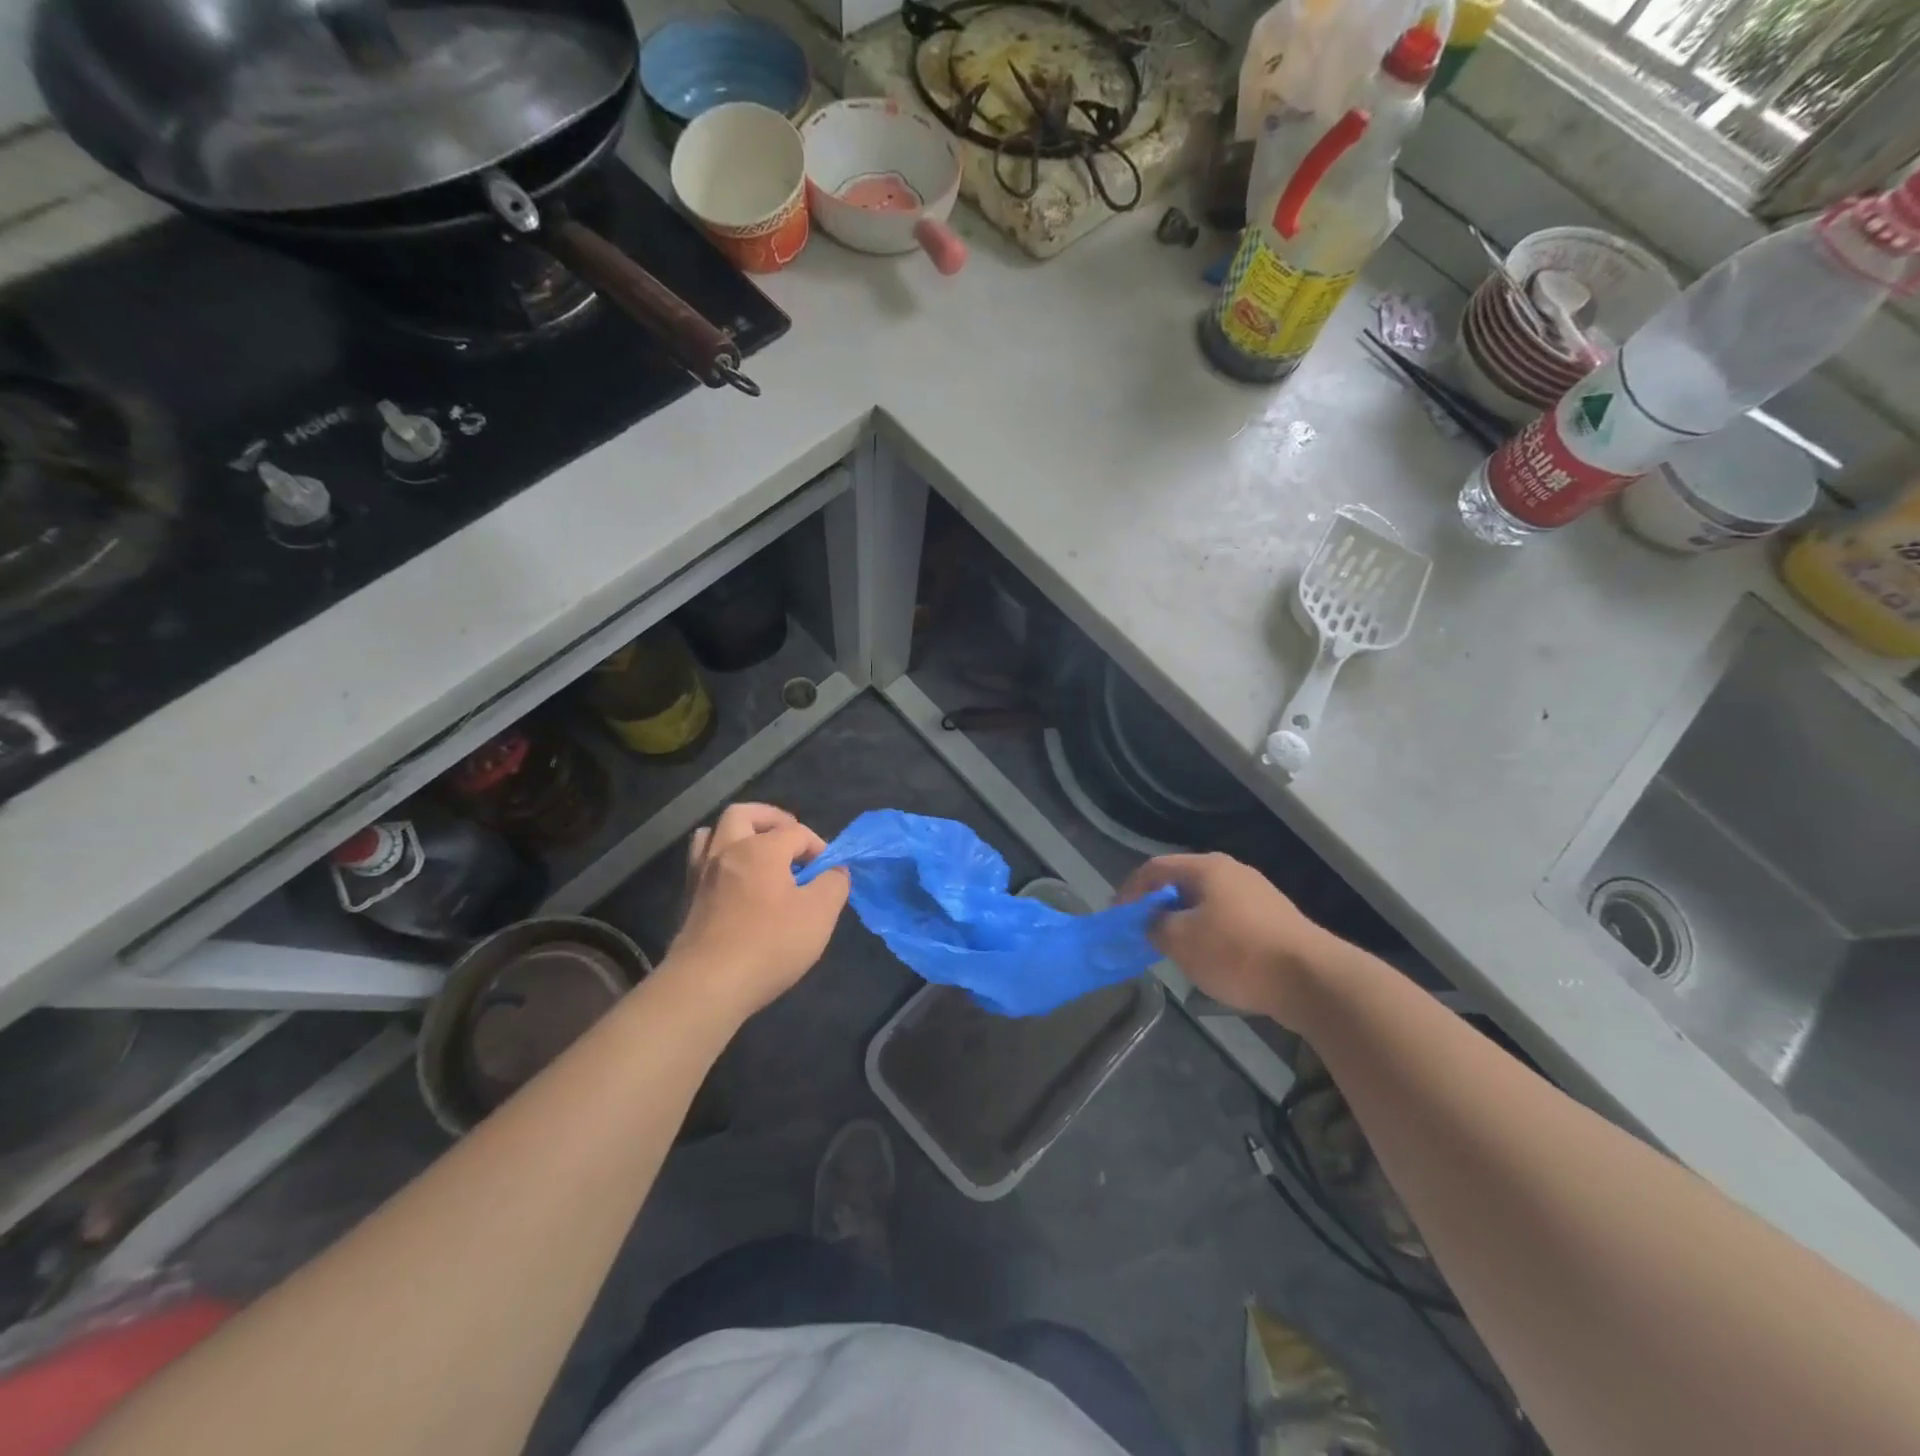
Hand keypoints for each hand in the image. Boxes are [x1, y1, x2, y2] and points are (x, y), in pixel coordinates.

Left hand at [663, 803, 849, 1019]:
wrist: (708, 986)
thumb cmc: (769, 944)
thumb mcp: (819, 914)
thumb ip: (833, 883)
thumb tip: (835, 870)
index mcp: (760, 849)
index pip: (795, 831)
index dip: (818, 847)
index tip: (829, 874)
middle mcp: (727, 851)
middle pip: (743, 814)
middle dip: (770, 819)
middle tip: (789, 838)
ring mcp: (702, 874)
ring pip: (713, 833)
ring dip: (737, 835)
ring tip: (758, 854)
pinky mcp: (688, 899)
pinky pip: (701, 862)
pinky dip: (721, 860)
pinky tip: (736, 883)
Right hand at [1118, 853, 1331, 1024]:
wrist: (1312, 980)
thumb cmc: (1237, 953)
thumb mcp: (1181, 941)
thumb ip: (1155, 926)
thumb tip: (1151, 922)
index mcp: (1206, 868)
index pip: (1154, 868)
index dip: (1130, 890)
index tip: (1117, 917)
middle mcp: (1232, 872)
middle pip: (1181, 882)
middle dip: (1157, 906)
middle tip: (1142, 932)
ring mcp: (1257, 894)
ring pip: (1205, 901)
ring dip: (1183, 921)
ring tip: (1173, 948)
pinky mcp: (1274, 919)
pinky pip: (1228, 918)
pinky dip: (1209, 932)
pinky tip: (1210, 959)